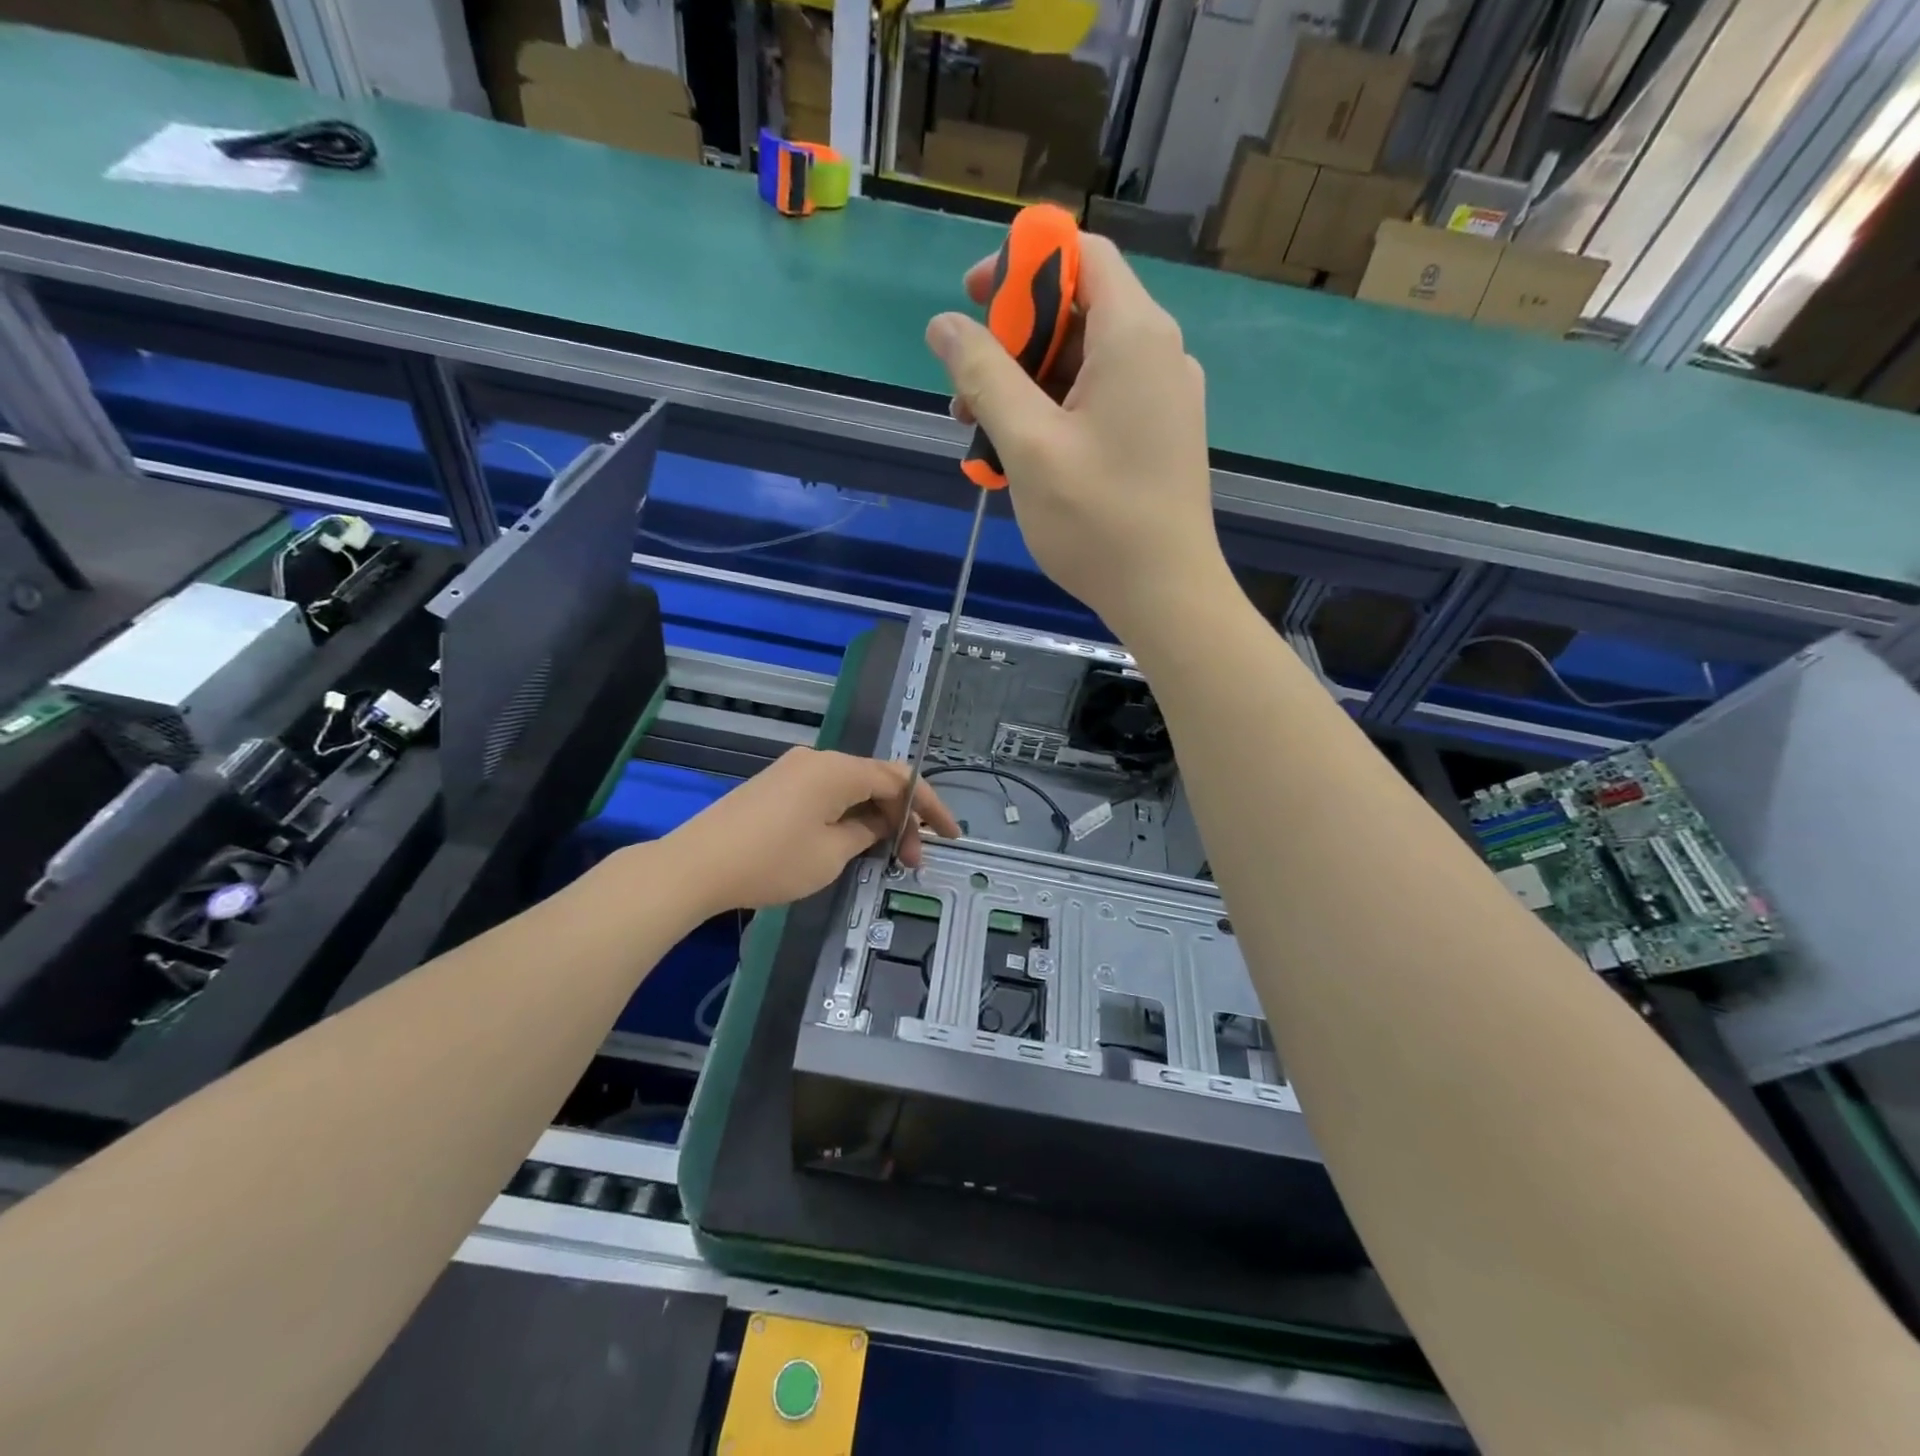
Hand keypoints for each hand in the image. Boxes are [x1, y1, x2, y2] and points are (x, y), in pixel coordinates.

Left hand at [665, 748, 959, 916]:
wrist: (695, 865)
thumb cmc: (771, 861)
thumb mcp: (832, 853)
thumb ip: (867, 832)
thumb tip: (881, 823)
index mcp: (838, 769)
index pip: (900, 779)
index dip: (930, 806)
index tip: (950, 836)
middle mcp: (819, 760)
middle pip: (876, 780)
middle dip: (902, 817)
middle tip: (912, 859)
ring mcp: (795, 770)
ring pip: (852, 787)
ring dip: (875, 817)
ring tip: (886, 854)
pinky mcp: (777, 786)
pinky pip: (827, 793)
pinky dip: (849, 814)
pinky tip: (853, 840)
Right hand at [924, 235, 1227, 638]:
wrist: (1166, 596)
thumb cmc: (1097, 520)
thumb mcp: (1028, 443)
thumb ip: (984, 374)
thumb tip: (944, 325)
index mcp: (1134, 335)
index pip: (1080, 255)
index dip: (1022, 264)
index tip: (973, 303)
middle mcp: (1157, 353)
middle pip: (1076, 312)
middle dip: (1013, 343)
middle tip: (966, 395)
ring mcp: (1162, 398)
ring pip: (1082, 364)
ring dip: (1026, 388)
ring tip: (981, 438)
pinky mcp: (1157, 436)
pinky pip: (1099, 402)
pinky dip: (1055, 415)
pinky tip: (1021, 459)